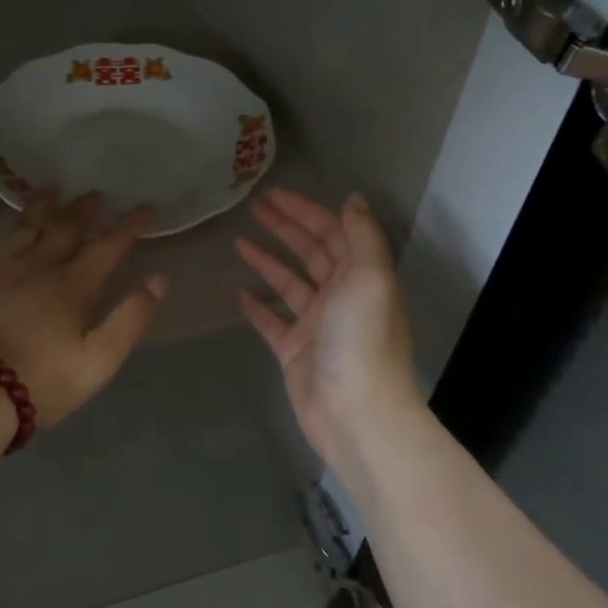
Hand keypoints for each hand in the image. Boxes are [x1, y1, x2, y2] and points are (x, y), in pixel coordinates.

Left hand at [0, 190, 167, 428]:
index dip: (128, 226)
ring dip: (39, 209)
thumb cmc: (44, 379)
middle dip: (83, 209)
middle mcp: (37, 269)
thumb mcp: (100, 358)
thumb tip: (158, 280)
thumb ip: (130, 317)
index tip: (145, 208)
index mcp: (72, 285)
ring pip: (22, 231)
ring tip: (49, 191)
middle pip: (63, 229)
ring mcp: (1, 276)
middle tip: (95, 193)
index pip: (106, 246)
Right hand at [235, 189, 419, 470]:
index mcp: (360, 277)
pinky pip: (272, 321)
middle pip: (310, 252)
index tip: (275, 194)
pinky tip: (238, 292)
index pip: (333, 233)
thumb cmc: (361, 339)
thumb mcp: (369, 277)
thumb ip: (362, 235)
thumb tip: (353, 198)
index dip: (306, 211)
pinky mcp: (294, 351)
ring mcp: (315, 325)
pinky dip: (257, 306)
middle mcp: (340, 296)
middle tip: (253, 208)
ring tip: (238, 241)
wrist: (355, 412)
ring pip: (288, 283)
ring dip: (267, 260)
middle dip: (285, 228)